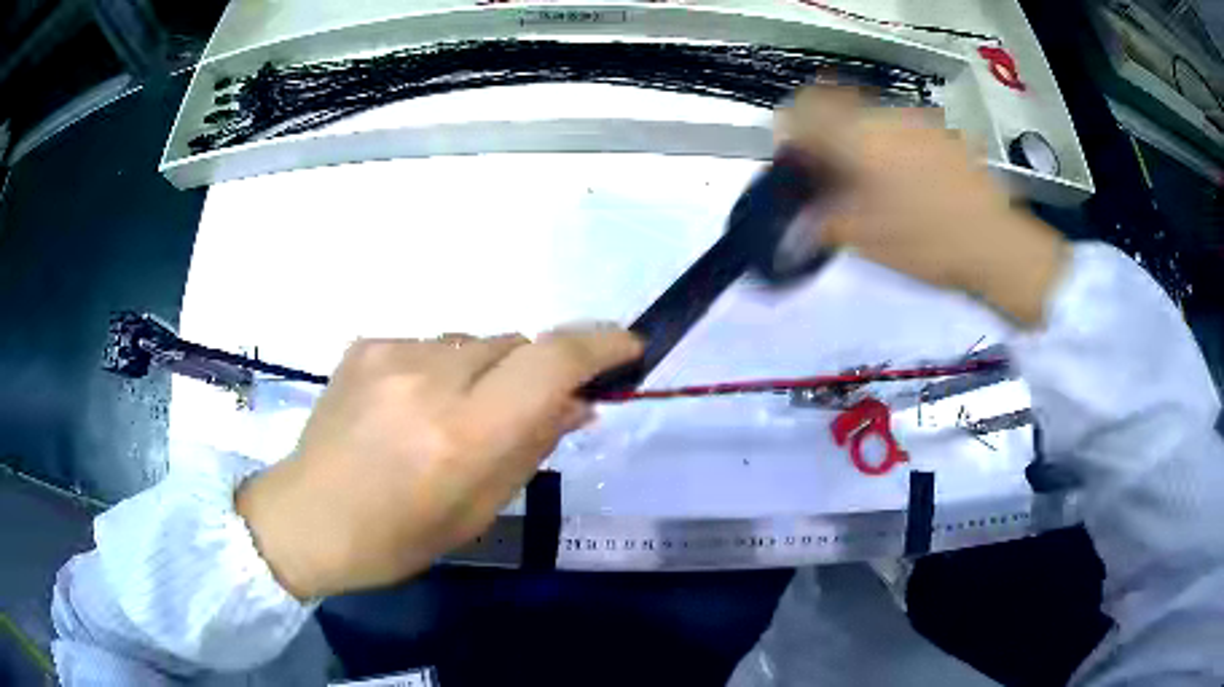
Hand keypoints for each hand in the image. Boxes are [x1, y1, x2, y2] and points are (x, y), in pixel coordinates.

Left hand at [236, 328, 641, 598]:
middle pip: (515, 343)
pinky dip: (440, 370)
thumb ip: (532, 446)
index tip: (628, 347)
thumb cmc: (397, 536)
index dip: (599, 346)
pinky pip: (430, 344)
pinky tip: (410, 408)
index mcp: (462, 434)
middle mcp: (429, 379)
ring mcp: (391, 354)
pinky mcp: (365, 344)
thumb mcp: (478, 509)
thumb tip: (579, 403)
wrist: (307, 518)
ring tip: (448, 417)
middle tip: (513, 413)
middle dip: (531, 372)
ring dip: (482, 371)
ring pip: (472, 341)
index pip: (550, 362)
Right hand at [777, 87, 1067, 326]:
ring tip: (875, 185)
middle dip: (827, 138)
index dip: (791, 131)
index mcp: (859, 137)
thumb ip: (823, 217)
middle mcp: (885, 117)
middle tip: (835, 179)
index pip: (803, 109)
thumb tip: (799, 212)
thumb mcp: (866, 239)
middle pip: (837, 108)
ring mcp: (917, 121)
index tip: (798, 161)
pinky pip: (900, 129)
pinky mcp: (942, 133)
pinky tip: (909, 182)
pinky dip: (890, 147)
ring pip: (870, 119)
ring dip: (860, 142)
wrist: (995, 243)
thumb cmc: (927, 242)